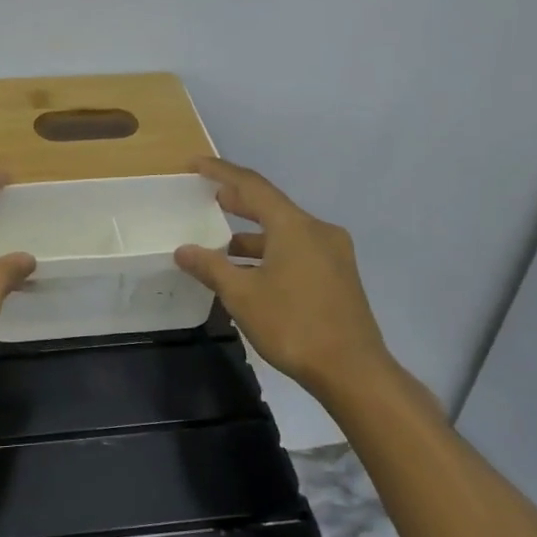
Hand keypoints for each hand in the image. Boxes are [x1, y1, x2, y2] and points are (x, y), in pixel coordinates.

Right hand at [173, 157, 393, 396]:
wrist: (353, 371)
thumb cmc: (293, 325)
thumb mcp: (242, 295)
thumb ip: (211, 267)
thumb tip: (183, 250)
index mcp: (295, 226)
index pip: (253, 185)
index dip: (221, 172)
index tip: (195, 165)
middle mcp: (318, 231)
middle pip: (271, 206)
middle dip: (238, 201)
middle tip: (208, 198)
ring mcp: (333, 254)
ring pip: (285, 232)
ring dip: (253, 235)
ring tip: (222, 243)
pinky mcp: (338, 277)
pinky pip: (297, 251)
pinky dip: (270, 253)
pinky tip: (250, 273)